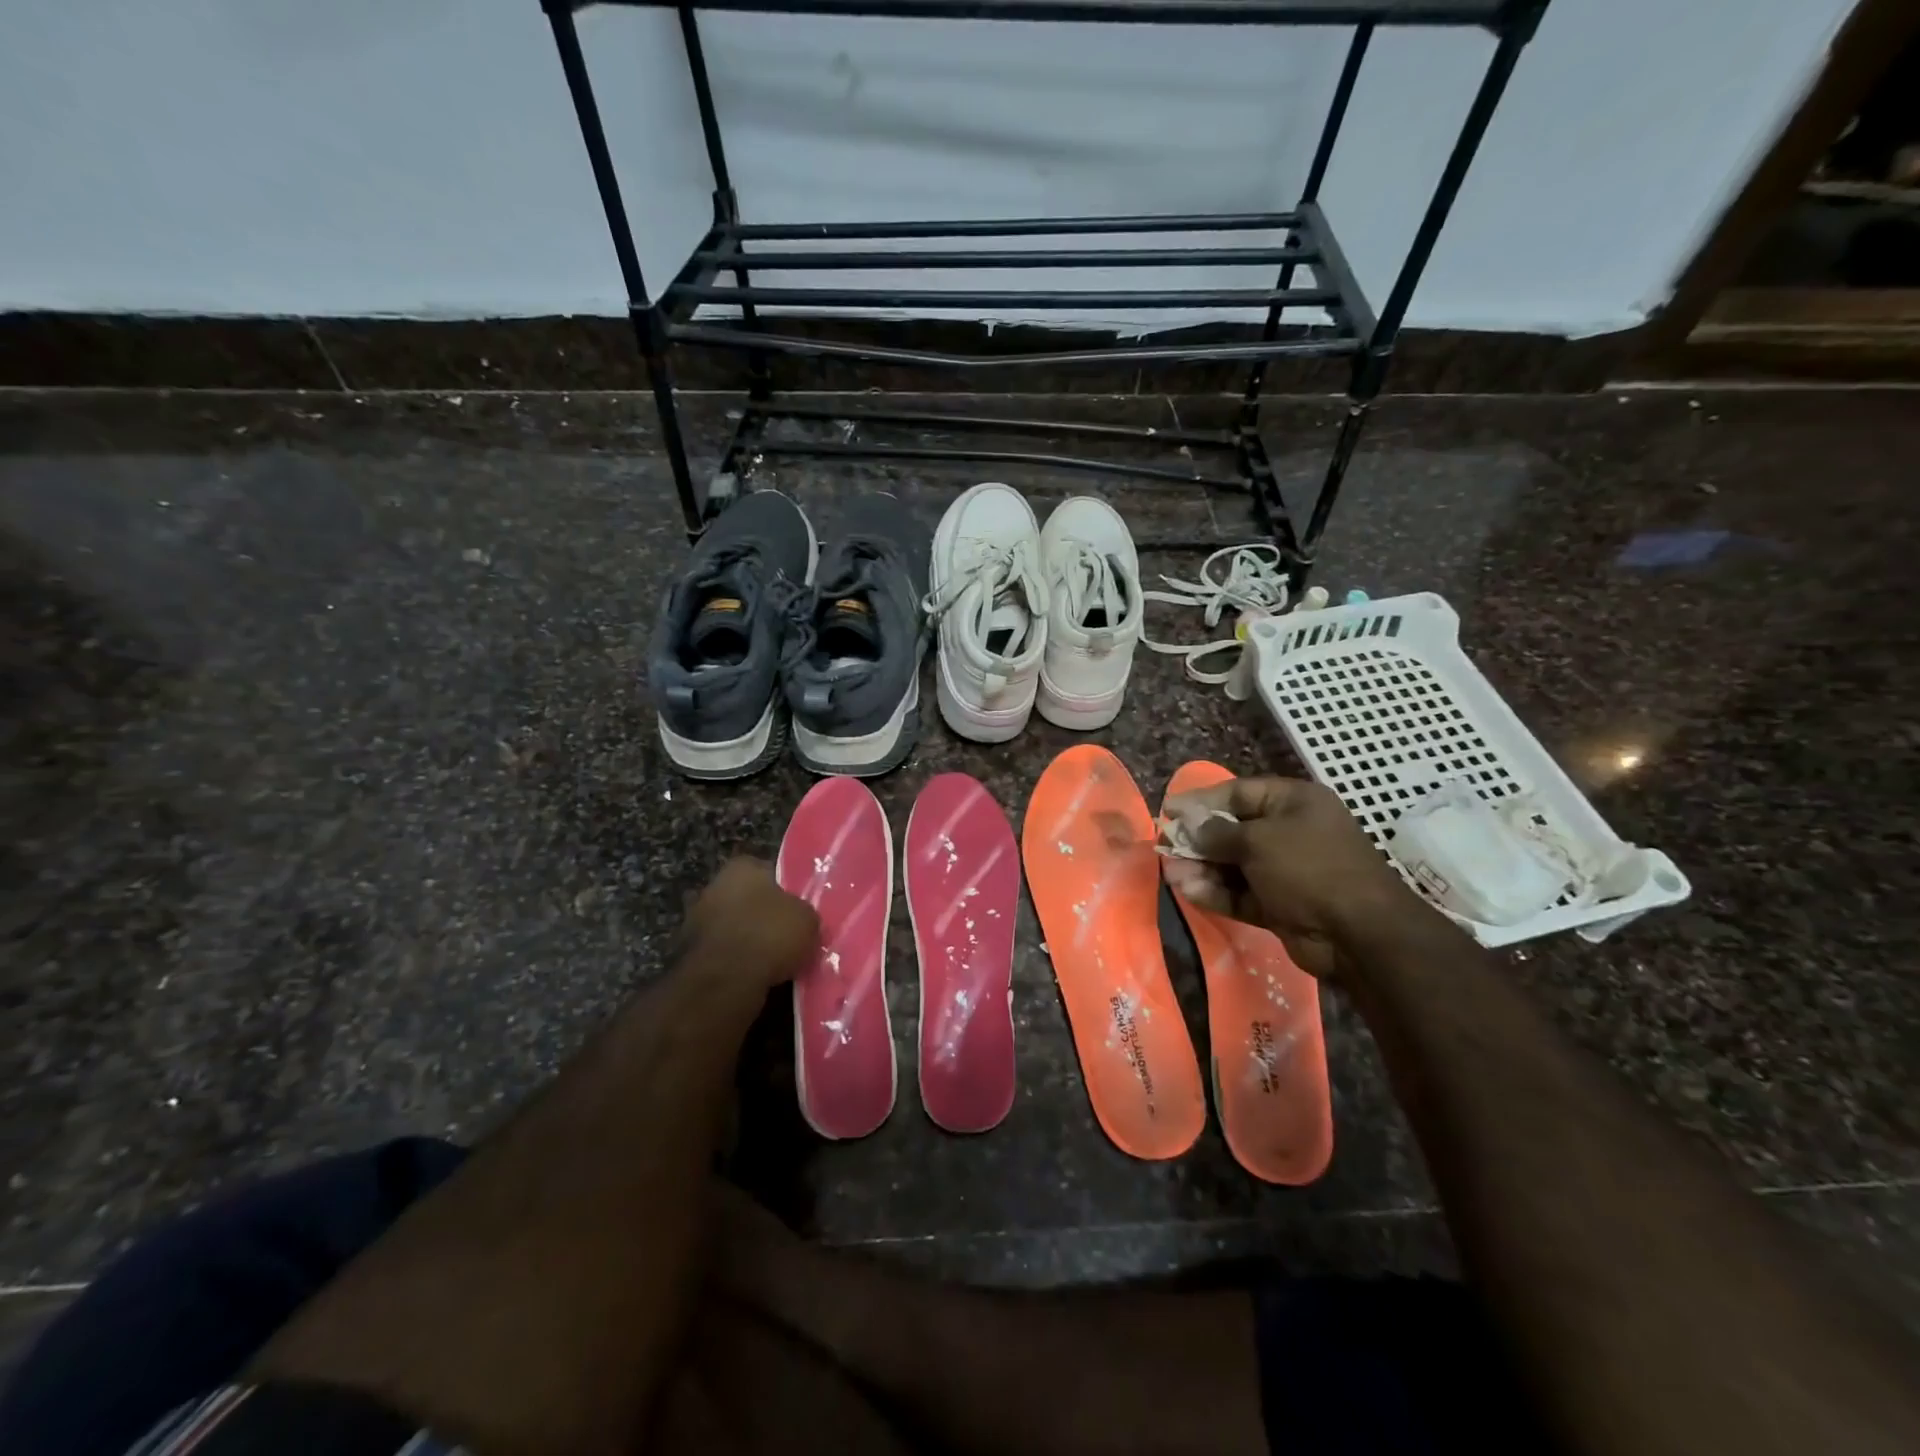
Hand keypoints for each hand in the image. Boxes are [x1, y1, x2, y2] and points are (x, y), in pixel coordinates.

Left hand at [681, 858, 819, 989]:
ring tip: (773, 962)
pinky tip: (753, 976)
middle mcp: (713, 886)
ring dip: (747, 941)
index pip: (769, 872)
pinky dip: (734, 962)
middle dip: (763, 916)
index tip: (798, 912)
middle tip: (786, 936)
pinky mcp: (686, 953)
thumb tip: (800, 919)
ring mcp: (696, 920)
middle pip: (747, 899)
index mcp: (741, 867)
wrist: (724, 982)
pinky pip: (722, 953)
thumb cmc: (769, 935)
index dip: (787, 892)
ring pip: (733, 927)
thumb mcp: (808, 920)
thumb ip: (803, 913)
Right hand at [1161, 776, 1421, 982]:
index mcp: (1294, 802)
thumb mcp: (1258, 841)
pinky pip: (1241, 892)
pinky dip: (1217, 892)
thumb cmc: (1309, 868)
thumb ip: (1216, 833)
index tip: (1169, 810)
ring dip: (1202, 869)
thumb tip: (1188, 827)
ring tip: (1173, 874)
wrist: (1359, 934)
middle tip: (1166, 846)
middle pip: (1233, 830)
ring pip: (1234, 865)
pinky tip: (1189, 891)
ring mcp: (1286, 871)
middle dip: (1198, 840)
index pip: (1238, 793)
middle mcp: (1291, 832)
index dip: (1201, 801)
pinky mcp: (1280, 904)